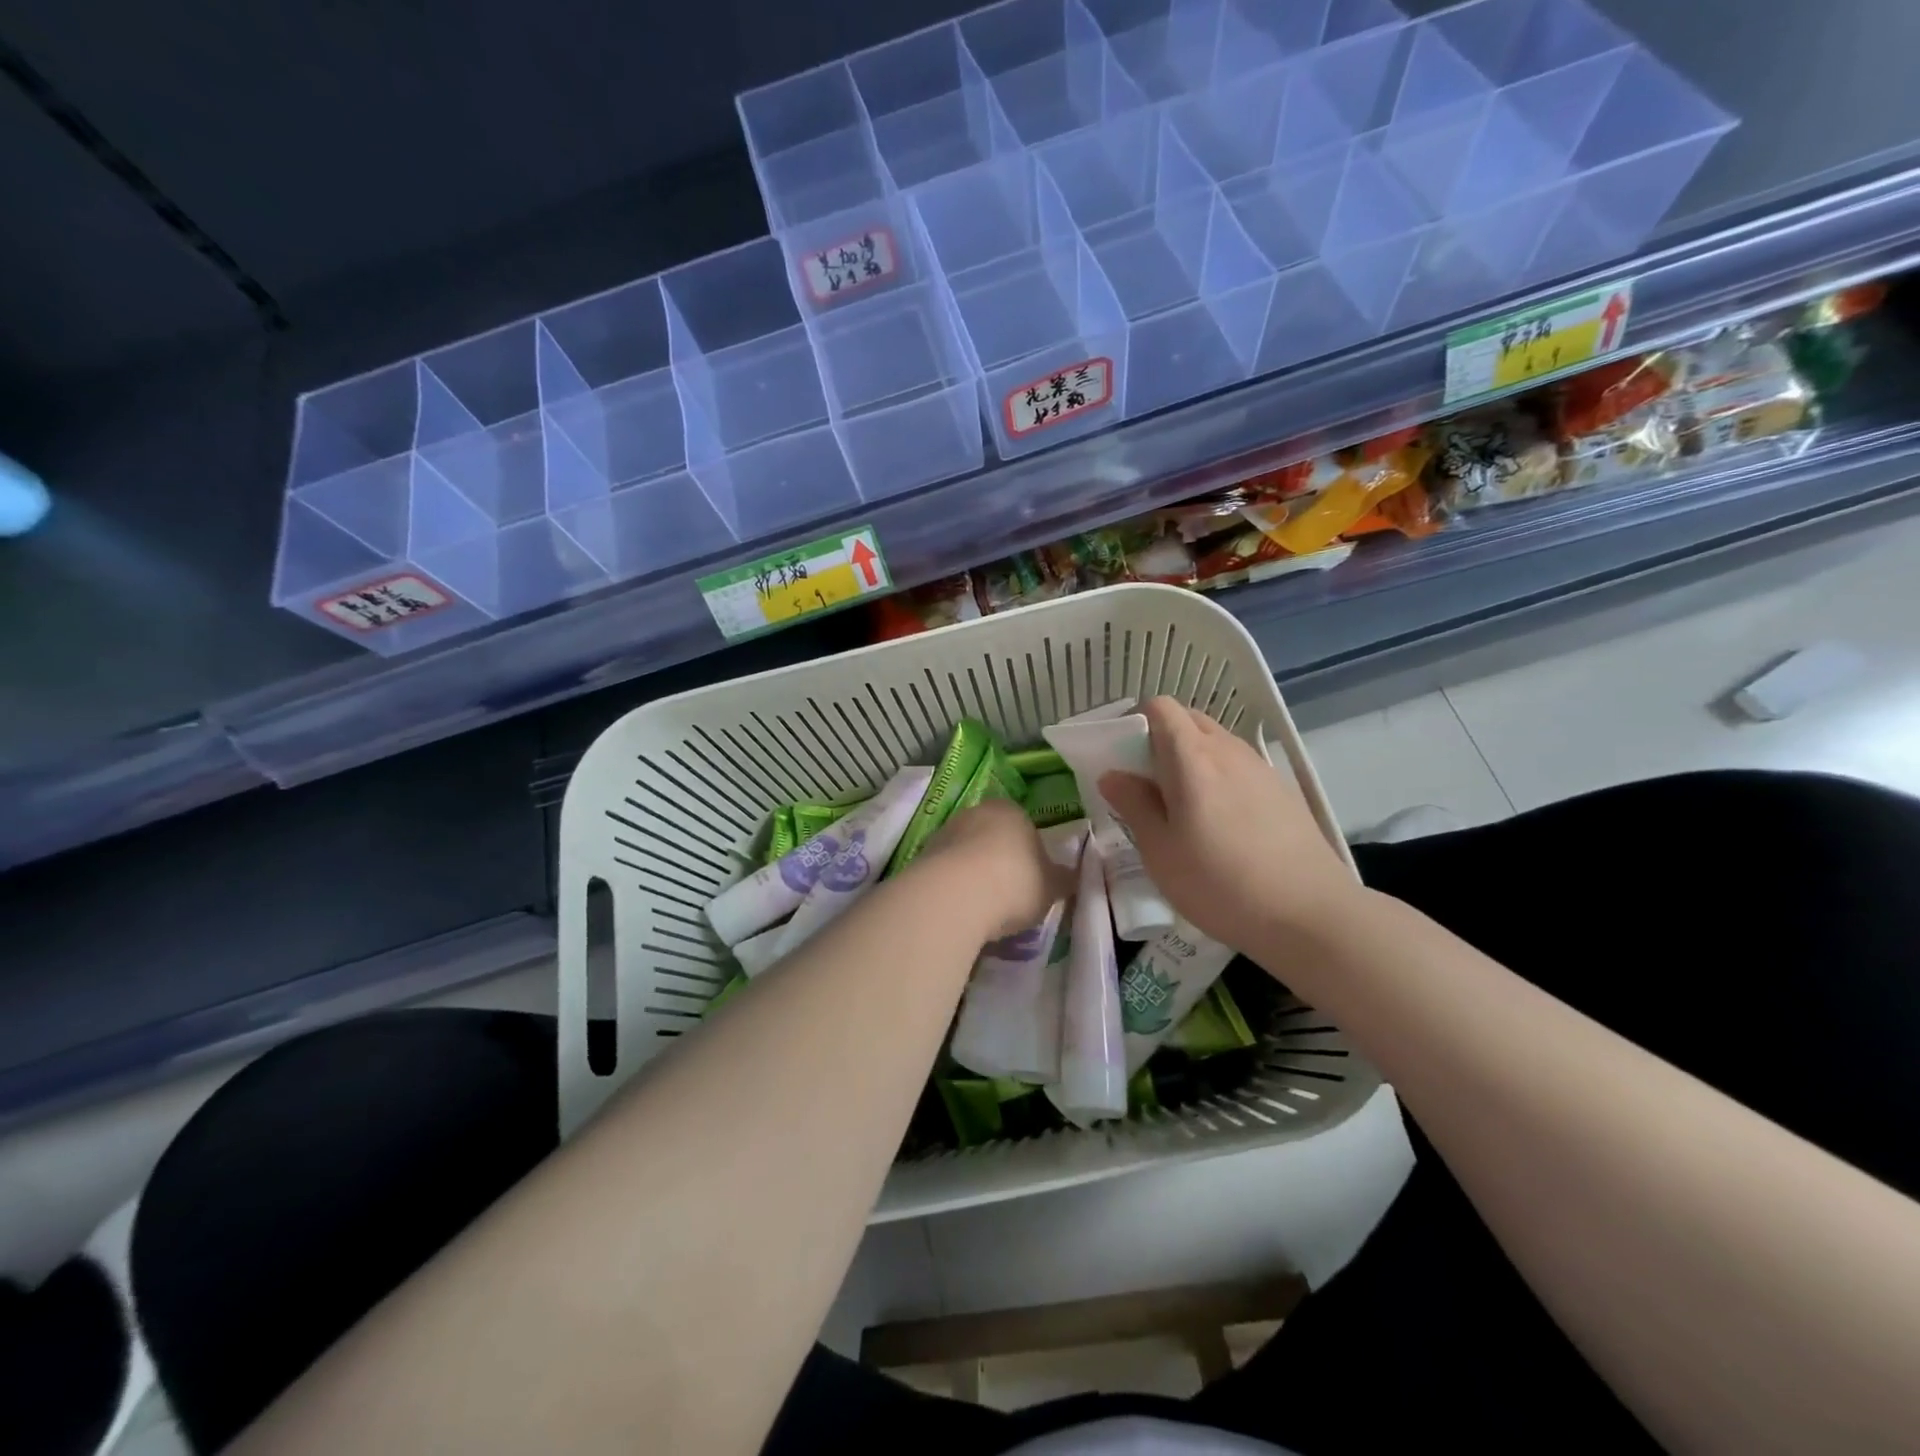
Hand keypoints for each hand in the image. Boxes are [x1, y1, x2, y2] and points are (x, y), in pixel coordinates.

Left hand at [911, 798, 1075, 941]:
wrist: (956, 895)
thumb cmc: (1015, 883)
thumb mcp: (1051, 887)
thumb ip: (1062, 879)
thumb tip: (1072, 876)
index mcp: (1012, 810)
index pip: (1025, 826)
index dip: (1031, 853)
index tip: (1033, 880)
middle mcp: (976, 812)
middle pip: (993, 837)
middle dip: (1000, 861)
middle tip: (1010, 896)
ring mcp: (946, 832)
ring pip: (967, 853)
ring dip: (974, 874)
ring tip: (985, 909)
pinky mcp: (923, 856)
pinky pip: (947, 871)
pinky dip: (955, 886)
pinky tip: (962, 909)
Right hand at [1099, 697, 1364, 951]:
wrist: (1309, 915)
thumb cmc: (1219, 884)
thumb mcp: (1160, 851)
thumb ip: (1134, 805)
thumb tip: (1112, 774)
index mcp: (1192, 757)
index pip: (1160, 707)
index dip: (1136, 723)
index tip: (1123, 759)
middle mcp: (1228, 749)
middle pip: (1189, 720)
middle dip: (1161, 740)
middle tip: (1148, 785)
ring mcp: (1260, 767)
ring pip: (1216, 743)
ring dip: (1191, 760)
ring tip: (1183, 808)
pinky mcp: (1282, 790)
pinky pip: (1238, 767)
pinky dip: (1219, 778)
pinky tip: (1221, 824)